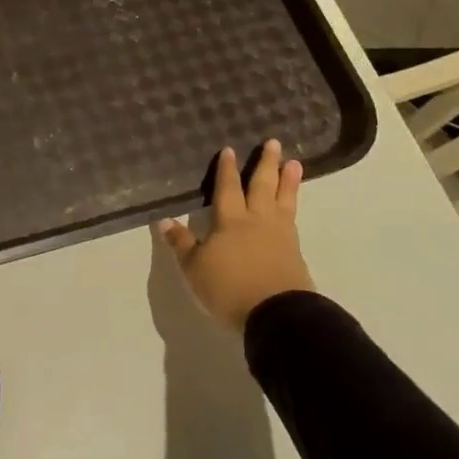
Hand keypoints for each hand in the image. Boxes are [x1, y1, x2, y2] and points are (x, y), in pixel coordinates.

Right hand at [158, 140, 312, 333]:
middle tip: (274, 142)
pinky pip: (294, 220)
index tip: (230, 149)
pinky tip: (293, 207)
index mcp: (230, 221)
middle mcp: (257, 221)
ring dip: (289, 181)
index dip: (227, 170)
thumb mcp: (195, 268)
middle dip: (266, 164)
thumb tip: (163, 220)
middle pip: (262, 186)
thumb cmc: (230, 288)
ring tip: (296, 164)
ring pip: (284, 200)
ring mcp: (280, 236)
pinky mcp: (295, 254)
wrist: (277, 315)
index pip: (228, 189)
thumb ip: (182, 244)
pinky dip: (294, 207)